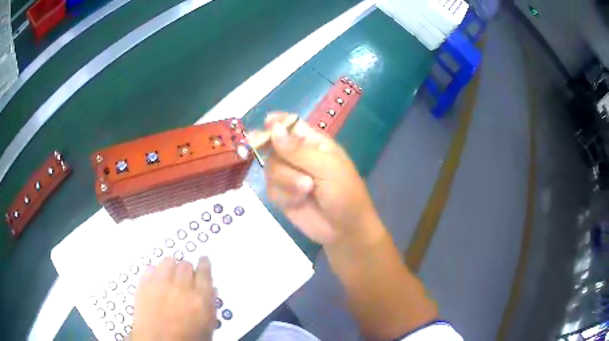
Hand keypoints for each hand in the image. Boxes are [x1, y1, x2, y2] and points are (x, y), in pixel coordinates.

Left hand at [131, 257, 215, 340]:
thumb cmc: (184, 338)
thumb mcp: (206, 326)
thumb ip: (209, 305)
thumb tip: (210, 290)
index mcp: (200, 298)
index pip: (205, 271)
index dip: (204, 264)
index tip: (203, 261)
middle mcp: (181, 287)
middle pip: (186, 265)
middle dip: (187, 270)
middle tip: (185, 276)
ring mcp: (161, 284)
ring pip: (168, 261)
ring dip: (171, 267)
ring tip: (171, 276)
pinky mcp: (144, 284)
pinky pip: (151, 268)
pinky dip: (156, 272)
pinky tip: (157, 281)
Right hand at [251, 113, 379, 244]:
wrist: (344, 229)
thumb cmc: (345, 192)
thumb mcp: (327, 168)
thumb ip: (298, 150)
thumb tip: (273, 128)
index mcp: (313, 142)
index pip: (290, 124)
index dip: (276, 122)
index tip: (266, 124)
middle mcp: (297, 155)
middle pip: (272, 145)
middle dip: (279, 157)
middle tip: (287, 165)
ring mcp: (288, 175)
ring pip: (270, 168)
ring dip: (287, 180)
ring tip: (307, 189)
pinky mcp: (282, 195)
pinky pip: (270, 188)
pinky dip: (284, 195)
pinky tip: (298, 202)